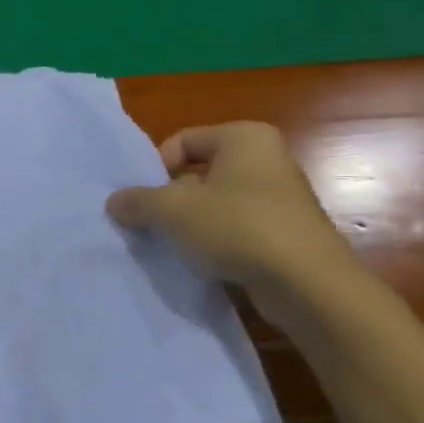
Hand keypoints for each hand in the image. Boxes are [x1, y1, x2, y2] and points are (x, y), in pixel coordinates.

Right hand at [106, 122, 359, 308]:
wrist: (308, 285)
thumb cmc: (237, 227)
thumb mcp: (171, 210)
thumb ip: (137, 201)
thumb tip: (115, 201)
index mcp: (244, 138)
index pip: (182, 142)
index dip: (155, 169)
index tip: (144, 199)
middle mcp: (267, 160)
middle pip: (197, 173)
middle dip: (170, 199)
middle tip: (150, 223)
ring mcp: (281, 198)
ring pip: (215, 204)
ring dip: (190, 223)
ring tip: (173, 246)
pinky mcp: (286, 234)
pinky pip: (236, 229)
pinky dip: (215, 242)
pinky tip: (202, 263)